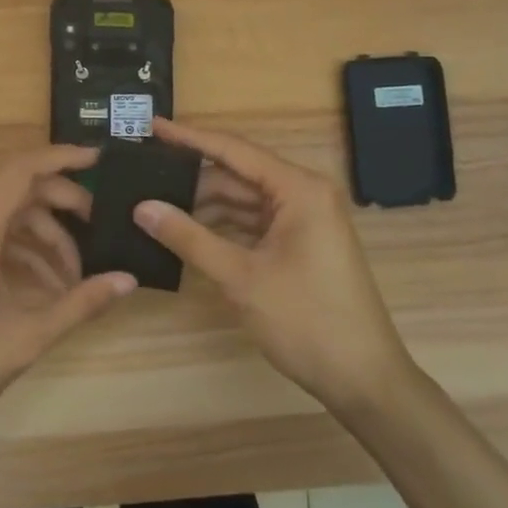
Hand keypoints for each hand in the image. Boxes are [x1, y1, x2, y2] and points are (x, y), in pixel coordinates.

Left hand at [0, 144, 136, 455]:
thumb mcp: (24, 340)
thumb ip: (80, 304)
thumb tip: (130, 281)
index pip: (21, 170)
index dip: (63, 158)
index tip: (101, 161)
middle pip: (17, 189)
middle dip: (62, 206)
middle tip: (98, 232)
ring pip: (5, 212)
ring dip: (43, 235)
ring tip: (73, 280)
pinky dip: (20, 249)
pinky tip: (45, 287)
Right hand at [134, 118, 410, 414]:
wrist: (364, 381)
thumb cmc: (307, 321)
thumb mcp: (241, 278)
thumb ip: (189, 238)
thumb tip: (142, 207)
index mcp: (299, 188)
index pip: (234, 150)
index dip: (189, 138)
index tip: (152, 126)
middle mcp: (304, 193)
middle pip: (237, 175)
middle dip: (192, 179)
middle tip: (143, 176)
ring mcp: (304, 220)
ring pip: (243, 201)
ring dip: (204, 206)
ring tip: (155, 205)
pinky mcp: (300, 244)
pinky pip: (254, 224)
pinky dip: (222, 227)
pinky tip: (186, 232)